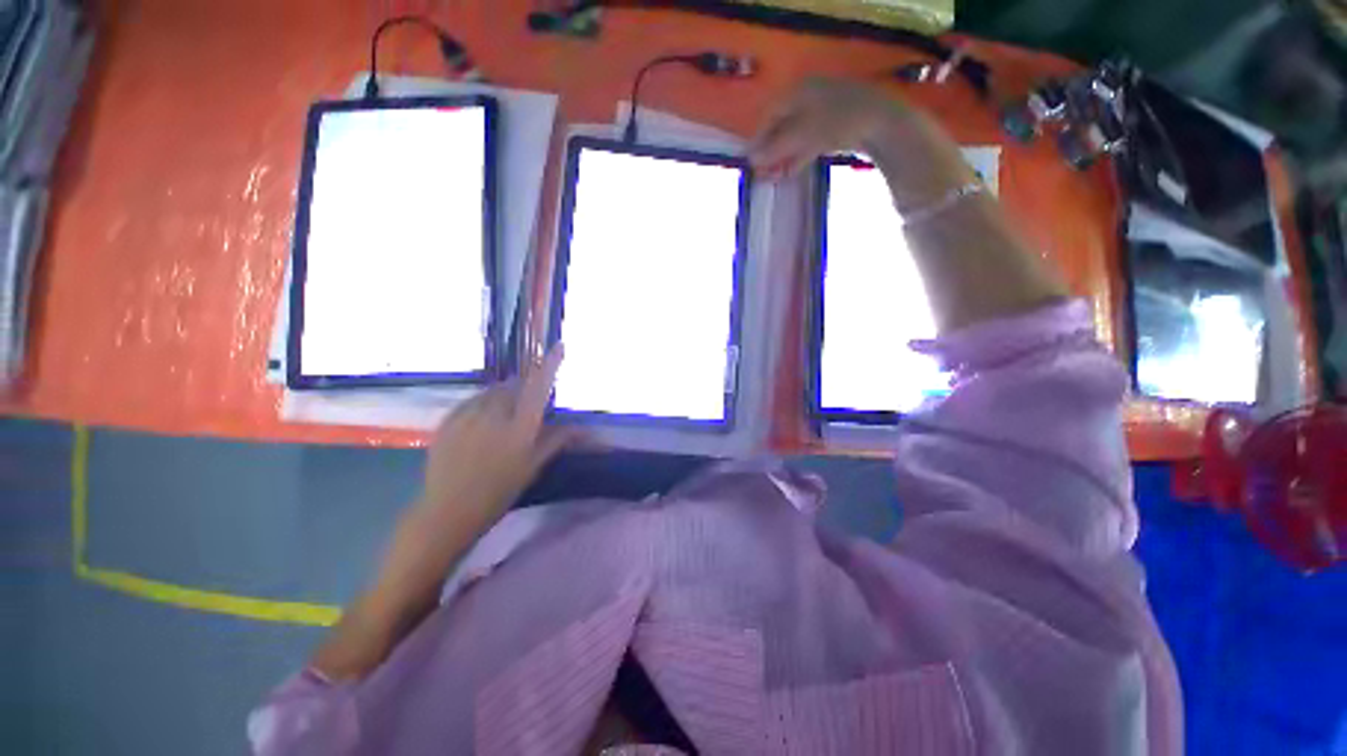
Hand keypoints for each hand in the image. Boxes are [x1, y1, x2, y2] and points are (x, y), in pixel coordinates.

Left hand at [421, 346, 574, 533]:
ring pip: (493, 391)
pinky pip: (472, 401)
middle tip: (526, 405)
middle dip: (524, 386)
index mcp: (520, 426)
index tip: (559, 346)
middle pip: (514, 385)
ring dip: (503, 395)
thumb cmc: (499, 491)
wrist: (447, 511)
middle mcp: (494, 413)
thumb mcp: (532, 466)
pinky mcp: (448, 419)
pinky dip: (483, 404)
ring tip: (503, 417)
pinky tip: (481, 423)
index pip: (539, 387)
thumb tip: (583, 428)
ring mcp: (468, 415)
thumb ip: (556, 440)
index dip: (551, 364)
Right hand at [749, 77, 974, 207]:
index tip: (750, 161)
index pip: (770, 115)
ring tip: (772, 177)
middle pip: (782, 127)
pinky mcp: (836, 127)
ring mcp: (824, 112)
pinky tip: (790, 172)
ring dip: (783, 157)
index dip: (758, 139)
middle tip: (761, 172)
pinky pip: (810, 142)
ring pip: (796, 137)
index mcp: (798, 91)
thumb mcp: (800, 136)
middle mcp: (809, 98)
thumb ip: (775, 148)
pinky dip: (799, 157)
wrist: (881, 122)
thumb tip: (752, 161)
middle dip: (771, 151)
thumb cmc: (836, 121)